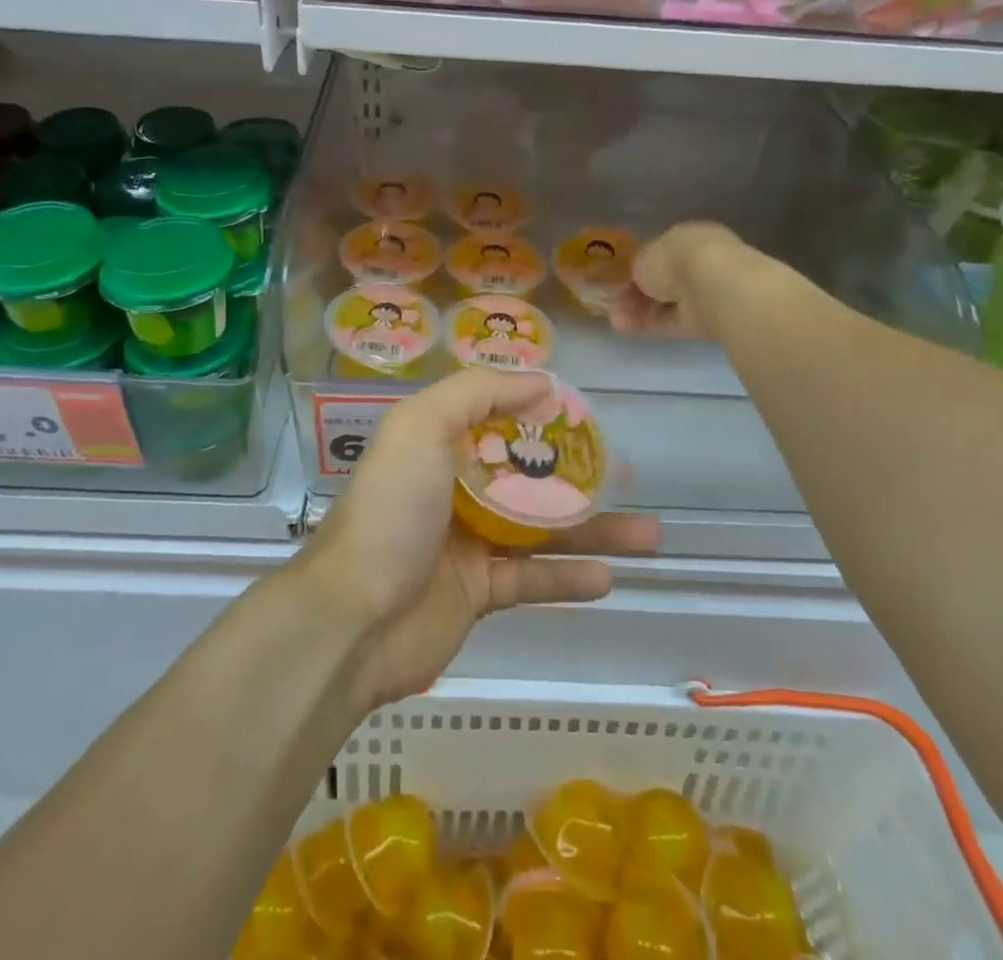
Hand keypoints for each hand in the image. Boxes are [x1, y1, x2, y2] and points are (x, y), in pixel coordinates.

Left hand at [308, 369, 658, 709]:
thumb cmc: (391, 511)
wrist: (353, 620)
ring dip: (593, 530)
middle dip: (577, 472)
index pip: (494, 418)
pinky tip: (608, 576)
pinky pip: (532, 579)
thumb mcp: (422, 426)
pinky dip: (568, 577)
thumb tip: (542, 382)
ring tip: (649, 533)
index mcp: (435, 445)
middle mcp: (452, 488)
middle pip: (526, 474)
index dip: (538, 413)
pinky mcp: (479, 593)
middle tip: (628, 474)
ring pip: (541, 530)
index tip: (585, 413)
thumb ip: (478, 392)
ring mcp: (468, 542)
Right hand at [610, 221, 746, 338]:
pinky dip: (648, 324)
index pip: (660, 253)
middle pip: (663, 281)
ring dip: (638, 310)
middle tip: (612, 302)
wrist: (712, 287)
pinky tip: (623, 327)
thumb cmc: (675, 259)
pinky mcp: (706, 320)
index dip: (637, 267)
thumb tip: (637, 279)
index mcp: (688, 237)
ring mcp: (706, 293)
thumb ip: (638, 268)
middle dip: (636, 293)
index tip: (618, 279)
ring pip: (666, 303)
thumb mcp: (643, 257)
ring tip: (613, 318)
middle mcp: (700, 262)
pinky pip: (672, 321)